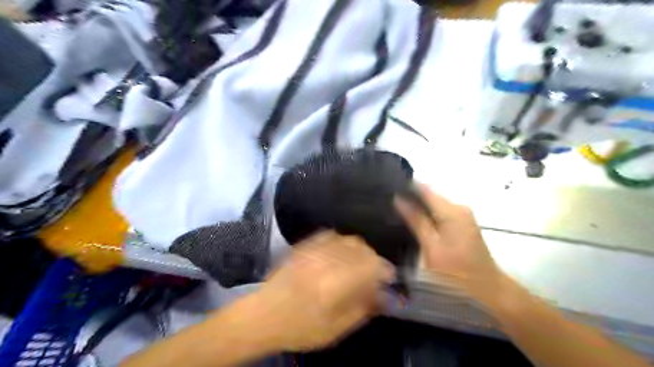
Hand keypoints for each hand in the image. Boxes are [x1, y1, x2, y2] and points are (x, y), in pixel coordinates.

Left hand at [252, 232, 392, 352]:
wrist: (261, 315)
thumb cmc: (299, 327)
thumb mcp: (334, 330)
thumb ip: (361, 309)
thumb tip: (382, 295)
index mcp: (335, 283)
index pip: (370, 265)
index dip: (384, 269)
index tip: (389, 277)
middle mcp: (326, 261)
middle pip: (361, 248)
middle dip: (374, 258)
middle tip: (375, 272)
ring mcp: (313, 250)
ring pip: (347, 239)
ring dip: (360, 249)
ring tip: (359, 262)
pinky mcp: (303, 246)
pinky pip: (329, 235)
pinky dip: (341, 241)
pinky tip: (341, 252)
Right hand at [396, 182, 501, 303]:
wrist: (488, 292)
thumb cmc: (457, 272)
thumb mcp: (432, 247)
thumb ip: (416, 220)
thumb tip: (398, 198)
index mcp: (452, 210)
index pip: (424, 188)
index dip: (405, 187)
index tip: (387, 189)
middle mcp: (459, 207)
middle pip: (429, 195)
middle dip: (409, 197)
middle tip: (386, 203)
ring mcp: (462, 216)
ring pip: (433, 204)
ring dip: (416, 207)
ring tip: (394, 210)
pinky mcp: (461, 225)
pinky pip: (439, 213)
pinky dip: (425, 215)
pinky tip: (411, 222)